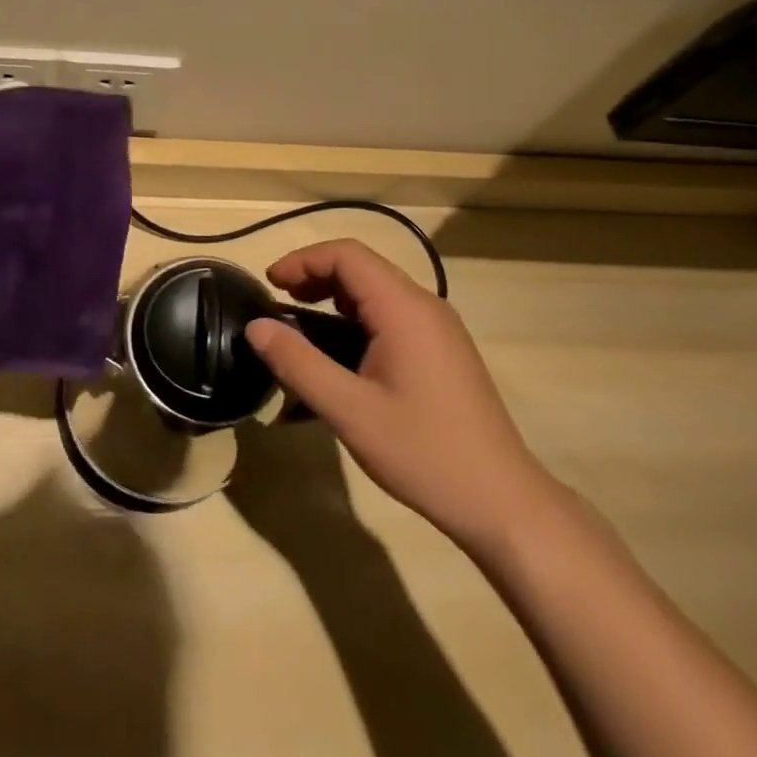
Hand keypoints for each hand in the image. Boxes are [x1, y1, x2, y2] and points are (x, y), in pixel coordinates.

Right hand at [243, 240, 555, 557]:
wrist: (501, 501)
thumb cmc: (423, 453)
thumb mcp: (349, 411)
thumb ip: (298, 363)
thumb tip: (255, 326)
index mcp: (404, 308)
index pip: (347, 255)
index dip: (303, 259)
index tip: (269, 283)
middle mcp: (425, 305)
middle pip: (363, 267)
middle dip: (316, 275)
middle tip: (280, 303)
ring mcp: (439, 327)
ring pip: (378, 289)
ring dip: (336, 296)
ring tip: (302, 324)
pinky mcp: (444, 349)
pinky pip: (393, 313)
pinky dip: (358, 317)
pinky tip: (342, 352)